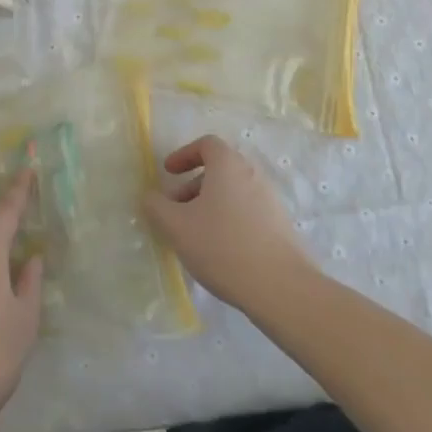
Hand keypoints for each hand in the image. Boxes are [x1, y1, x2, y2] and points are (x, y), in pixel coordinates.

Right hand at [143, 134, 312, 311]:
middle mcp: (252, 174)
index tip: (168, 173)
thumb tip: (150, 196)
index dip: (184, 154)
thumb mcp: (176, 226)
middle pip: (219, 169)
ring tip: (195, 234)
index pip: (206, 144)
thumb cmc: (222, 246)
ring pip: (233, 191)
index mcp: (228, 165)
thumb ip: (156, 206)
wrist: (280, 286)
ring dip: (210, 204)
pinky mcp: (280, 224)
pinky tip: (220, 249)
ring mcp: (270, 199)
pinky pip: (248, 210)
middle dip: (192, 185)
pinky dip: (229, 218)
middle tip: (175, 209)